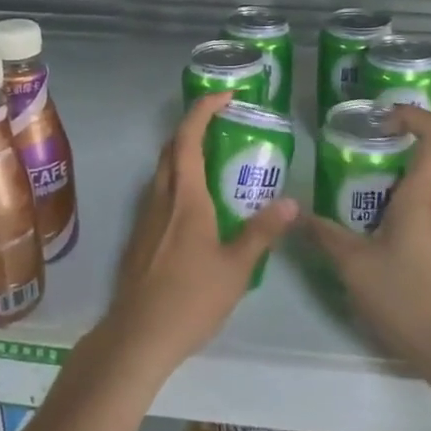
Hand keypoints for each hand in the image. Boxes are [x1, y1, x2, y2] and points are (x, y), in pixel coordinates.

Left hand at [100, 91, 298, 375]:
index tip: (225, 96)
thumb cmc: (191, 298)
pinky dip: (177, 182)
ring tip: (215, 162)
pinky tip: (197, 207)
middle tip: (222, 125)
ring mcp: (145, 218)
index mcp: (185, 198)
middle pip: (170, 149)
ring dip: (183, 155)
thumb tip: (292, 202)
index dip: (203, 110)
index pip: (188, 138)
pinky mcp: (139, 237)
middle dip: (192, 128)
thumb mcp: (237, 267)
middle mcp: (161, 199)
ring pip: (161, 172)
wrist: (138, 335)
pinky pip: (158, 194)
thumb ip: (262, 232)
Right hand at [305, 106, 430, 363]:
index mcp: (425, 194)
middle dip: (388, 150)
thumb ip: (325, 234)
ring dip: (391, 181)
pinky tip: (373, 231)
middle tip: (350, 159)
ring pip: (423, 185)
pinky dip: (400, 205)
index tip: (379, 120)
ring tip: (353, 196)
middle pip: (424, 156)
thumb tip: (297, 214)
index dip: (411, 115)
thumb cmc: (406, 297)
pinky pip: (426, 208)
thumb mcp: (354, 264)